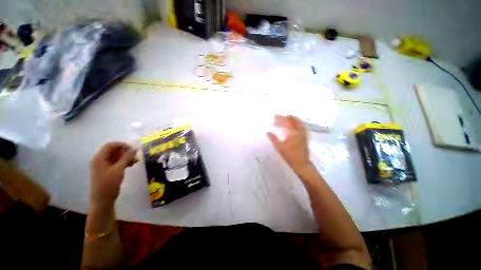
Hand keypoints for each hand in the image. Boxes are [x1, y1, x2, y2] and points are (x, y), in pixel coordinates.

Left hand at [89, 142, 137, 207]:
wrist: (102, 200)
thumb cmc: (109, 183)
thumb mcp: (119, 169)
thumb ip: (126, 157)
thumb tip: (134, 148)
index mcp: (99, 158)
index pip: (110, 145)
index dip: (122, 145)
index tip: (133, 148)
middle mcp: (100, 160)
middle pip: (113, 151)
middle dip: (126, 152)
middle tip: (136, 155)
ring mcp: (103, 166)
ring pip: (116, 157)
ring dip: (126, 157)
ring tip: (136, 161)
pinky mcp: (107, 171)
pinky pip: (116, 163)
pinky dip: (124, 162)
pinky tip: (131, 165)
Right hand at [267, 115, 311, 172]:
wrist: (301, 163)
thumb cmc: (289, 155)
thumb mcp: (279, 147)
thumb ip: (273, 139)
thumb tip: (267, 132)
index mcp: (293, 133)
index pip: (285, 122)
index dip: (279, 118)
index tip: (274, 116)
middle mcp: (299, 131)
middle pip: (293, 120)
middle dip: (286, 117)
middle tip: (279, 117)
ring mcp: (304, 133)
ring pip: (299, 122)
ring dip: (293, 118)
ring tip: (287, 117)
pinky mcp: (305, 136)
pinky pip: (302, 126)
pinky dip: (298, 122)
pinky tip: (294, 124)